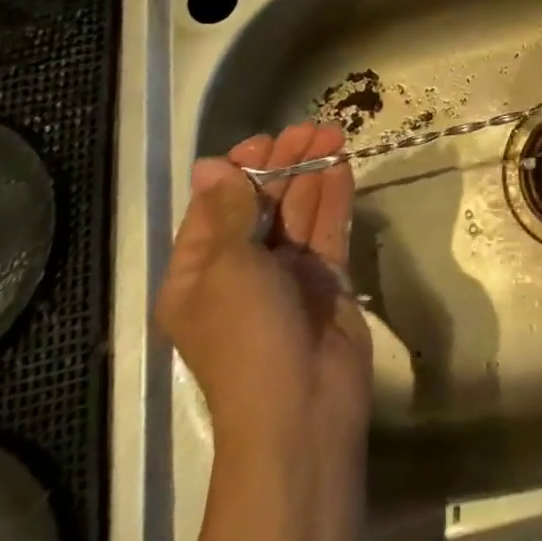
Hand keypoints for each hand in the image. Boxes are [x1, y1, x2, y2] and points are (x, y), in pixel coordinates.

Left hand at [155, 123, 370, 540]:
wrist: (301, 411)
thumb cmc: (247, 335)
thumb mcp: (226, 267)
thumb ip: (227, 211)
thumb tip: (209, 165)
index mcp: (198, 273)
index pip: (216, 208)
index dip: (239, 171)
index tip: (265, 142)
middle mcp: (240, 271)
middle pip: (261, 204)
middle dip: (283, 165)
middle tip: (310, 129)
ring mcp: (286, 276)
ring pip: (298, 212)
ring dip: (312, 173)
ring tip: (332, 133)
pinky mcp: (325, 281)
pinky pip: (326, 230)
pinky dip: (333, 197)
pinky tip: (343, 165)